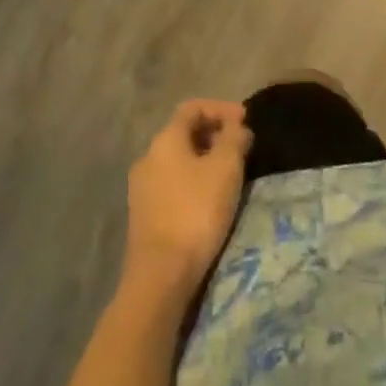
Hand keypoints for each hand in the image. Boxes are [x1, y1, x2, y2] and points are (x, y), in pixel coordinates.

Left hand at [123, 99, 252, 297]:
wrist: (159, 278)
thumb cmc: (195, 212)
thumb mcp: (226, 168)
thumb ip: (234, 138)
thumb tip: (237, 126)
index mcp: (165, 139)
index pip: (193, 107)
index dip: (220, 108)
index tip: (244, 120)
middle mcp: (148, 156)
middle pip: (184, 133)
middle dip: (214, 134)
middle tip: (239, 147)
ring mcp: (141, 188)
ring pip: (177, 160)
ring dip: (203, 160)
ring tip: (228, 174)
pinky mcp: (142, 216)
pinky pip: (171, 184)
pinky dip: (191, 181)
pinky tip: (208, 200)